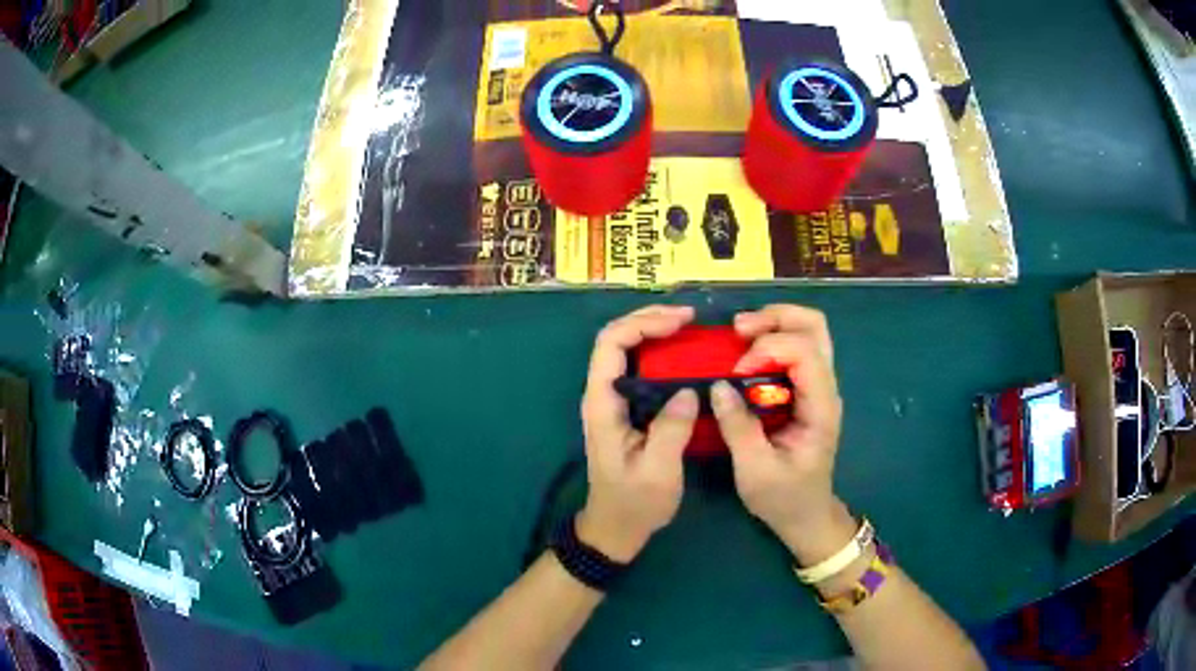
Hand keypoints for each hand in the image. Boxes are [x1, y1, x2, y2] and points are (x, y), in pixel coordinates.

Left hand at [578, 305, 698, 562]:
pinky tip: (681, 354)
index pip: (611, 345)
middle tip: (689, 317)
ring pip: (625, 350)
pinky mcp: (625, 409)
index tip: (681, 321)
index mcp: (602, 404)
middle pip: (615, 339)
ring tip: (687, 327)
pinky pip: (637, 368)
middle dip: (649, 319)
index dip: (643, 323)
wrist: (615, 527)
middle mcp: (602, 395)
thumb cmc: (634, 503)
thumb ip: (671, 430)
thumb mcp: (658, 472)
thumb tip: (688, 391)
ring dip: (653, 331)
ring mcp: (612, 401)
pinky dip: (657, 351)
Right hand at [709, 305, 855, 564]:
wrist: (806, 516)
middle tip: (737, 329)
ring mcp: (818, 387)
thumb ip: (738, 427)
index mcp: (821, 408)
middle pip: (814, 327)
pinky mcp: (806, 391)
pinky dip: (771, 340)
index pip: (805, 352)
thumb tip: (718, 385)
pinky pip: (795, 349)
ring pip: (808, 332)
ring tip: (738, 335)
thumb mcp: (755, 471)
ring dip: (773, 324)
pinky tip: (746, 353)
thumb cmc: (784, 499)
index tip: (736, 373)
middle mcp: (826, 389)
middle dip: (775, 318)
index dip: (768, 350)